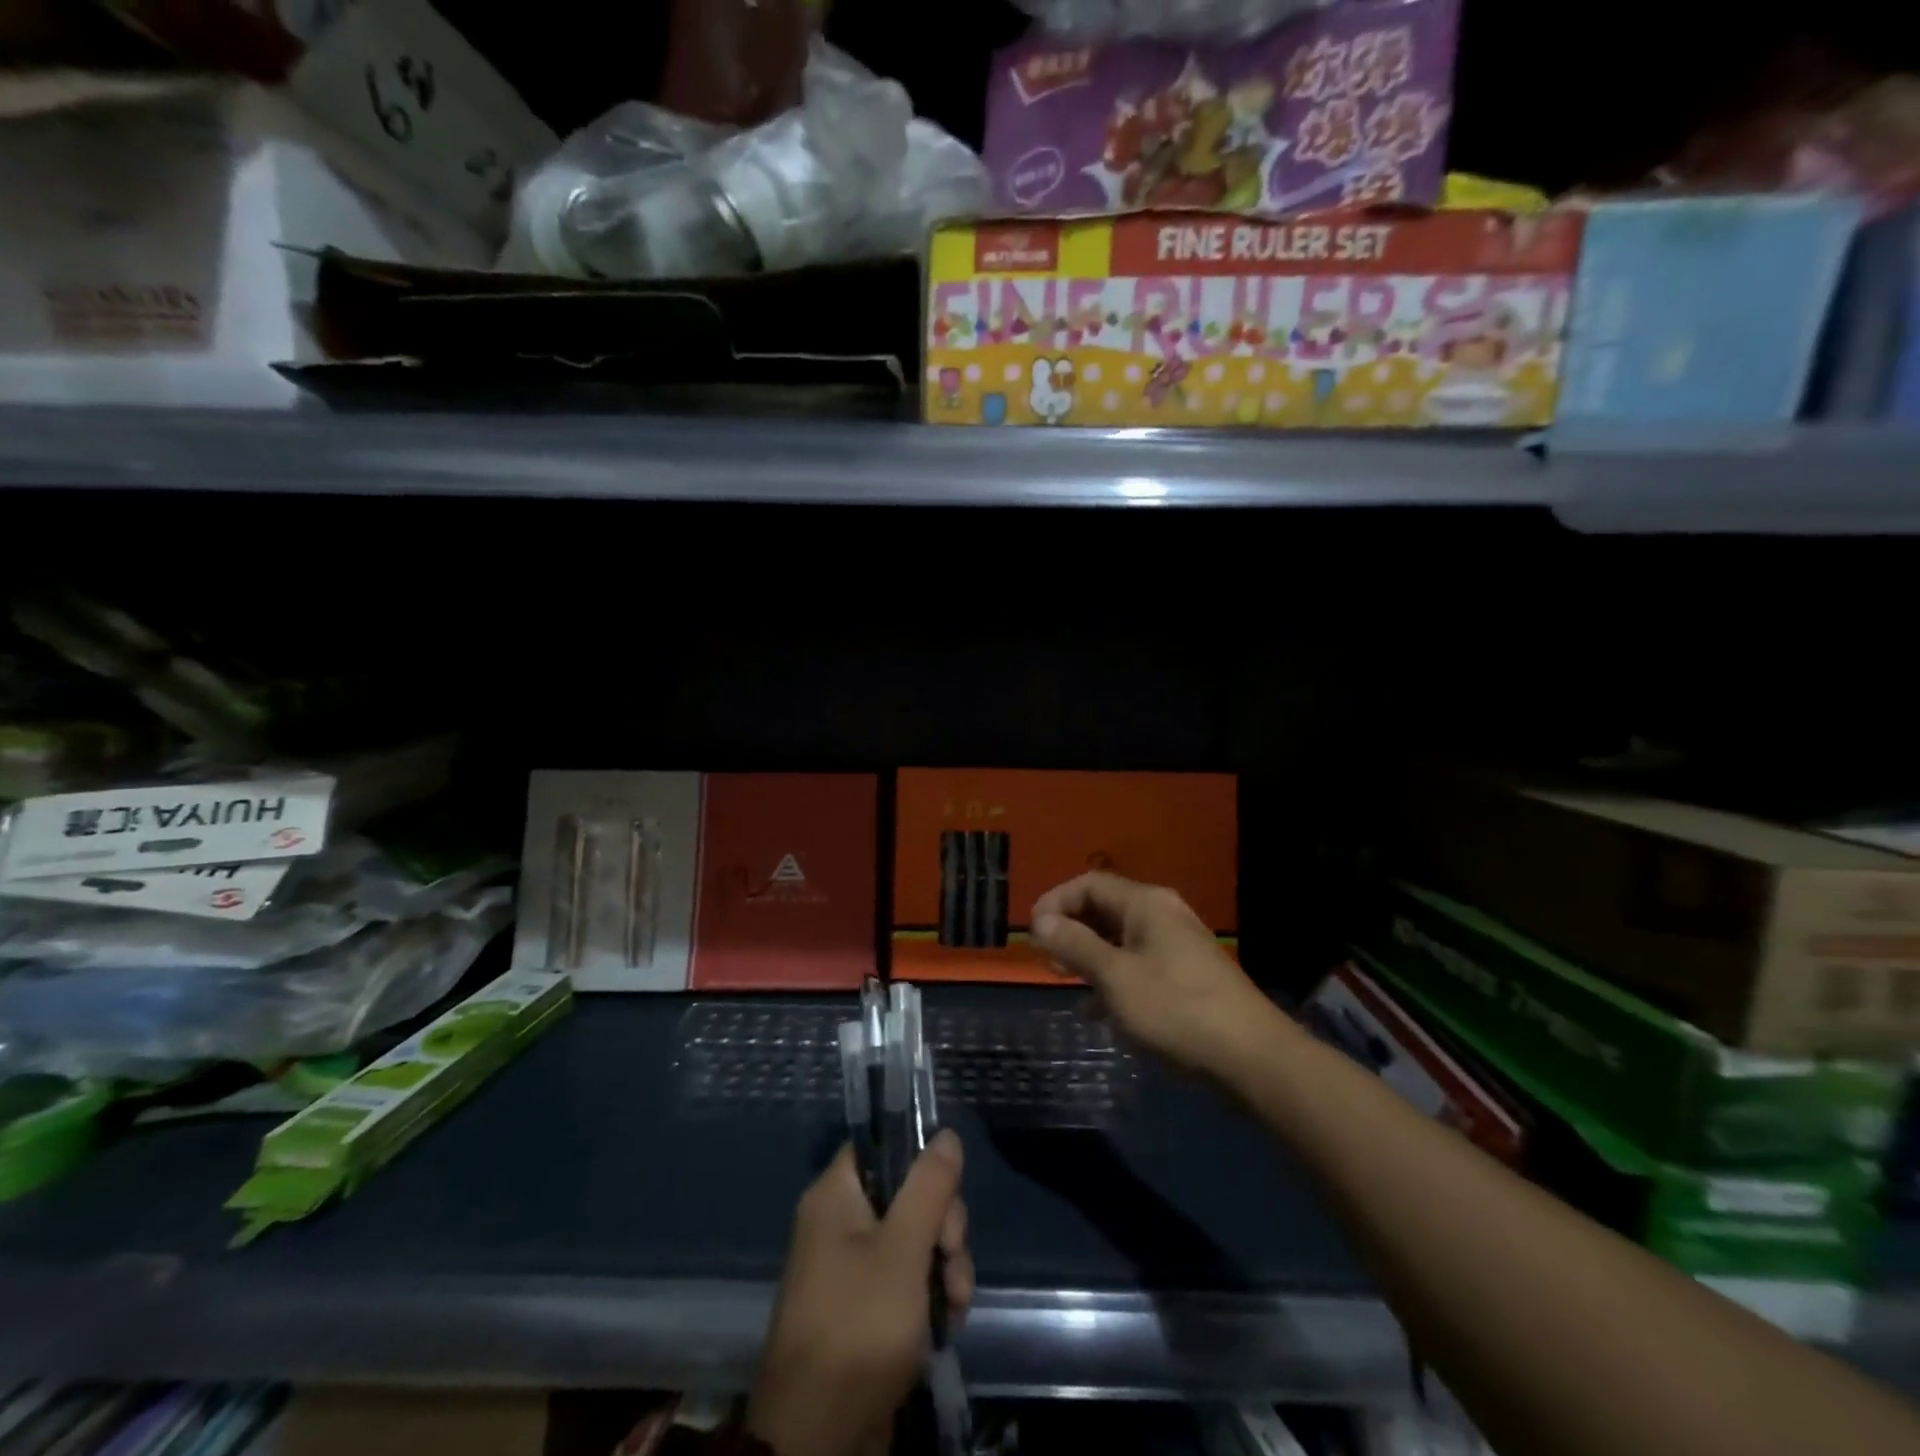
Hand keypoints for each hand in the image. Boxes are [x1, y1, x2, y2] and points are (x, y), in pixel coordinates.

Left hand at [747, 1132, 973, 1455]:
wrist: (819, 1438)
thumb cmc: (859, 1325)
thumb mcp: (904, 1249)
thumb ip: (929, 1186)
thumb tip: (946, 1134)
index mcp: (835, 1196)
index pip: (882, 1147)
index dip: (919, 1161)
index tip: (945, 1191)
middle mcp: (840, 1224)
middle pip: (908, 1195)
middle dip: (943, 1226)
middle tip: (951, 1256)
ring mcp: (853, 1270)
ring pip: (916, 1240)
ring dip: (945, 1266)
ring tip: (954, 1304)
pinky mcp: (867, 1310)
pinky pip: (908, 1280)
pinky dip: (931, 1296)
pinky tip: (945, 1323)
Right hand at [1030, 871, 1269, 1073]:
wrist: (1252, 1058)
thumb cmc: (1176, 1010)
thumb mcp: (1116, 977)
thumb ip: (1075, 945)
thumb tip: (1041, 920)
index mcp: (1146, 904)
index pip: (1089, 883)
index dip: (1055, 901)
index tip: (1032, 933)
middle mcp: (1162, 915)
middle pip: (1104, 908)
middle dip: (1070, 929)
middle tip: (1044, 958)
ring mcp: (1176, 946)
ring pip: (1119, 939)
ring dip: (1088, 955)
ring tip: (1062, 980)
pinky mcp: (1185, 977)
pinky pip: (1136, 965)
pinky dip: (1112, 978)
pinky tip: (1096, 1011)